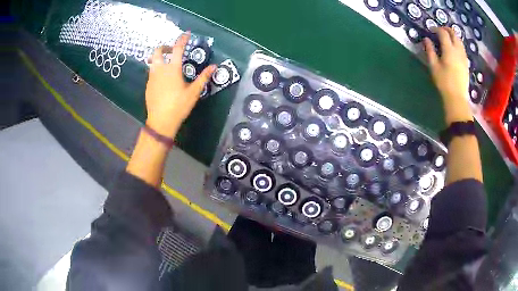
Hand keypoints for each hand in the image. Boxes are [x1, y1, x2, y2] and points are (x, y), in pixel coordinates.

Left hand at [145, 32, 215, 137]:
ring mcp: (152, 77)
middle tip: (172, 51)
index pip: (178, 49)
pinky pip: (151, 72)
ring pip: (153, 61)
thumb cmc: (179, 106)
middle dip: (165, 47)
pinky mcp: (148, 85)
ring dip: (160, 58)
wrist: (160, 122)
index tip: (186, 33)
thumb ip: (203, 78)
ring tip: (168, 64)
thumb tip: (214, 67)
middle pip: (157, 51)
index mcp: (172, 69)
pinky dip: (157, 69)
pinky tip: (163, 79)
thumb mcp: (193, 92)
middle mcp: (160, 70)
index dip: (182, 39)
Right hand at [423, 28, 469, 102]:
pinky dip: (458, 44)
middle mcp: (458, 50)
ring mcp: (463, 57)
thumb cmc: (444, 82)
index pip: (443, 32)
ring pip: (459, 40)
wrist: (457, 97)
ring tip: (447, 38)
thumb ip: (430, 50)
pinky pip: (462, 48)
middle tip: (440, 31)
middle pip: (454, 33)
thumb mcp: (434, 66)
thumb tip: (427, 39)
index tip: (431, 30)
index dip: (436, 29)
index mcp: (449, 49)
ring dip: (453, 36)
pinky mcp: (466, 63)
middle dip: (446, 29)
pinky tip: (454, 49)